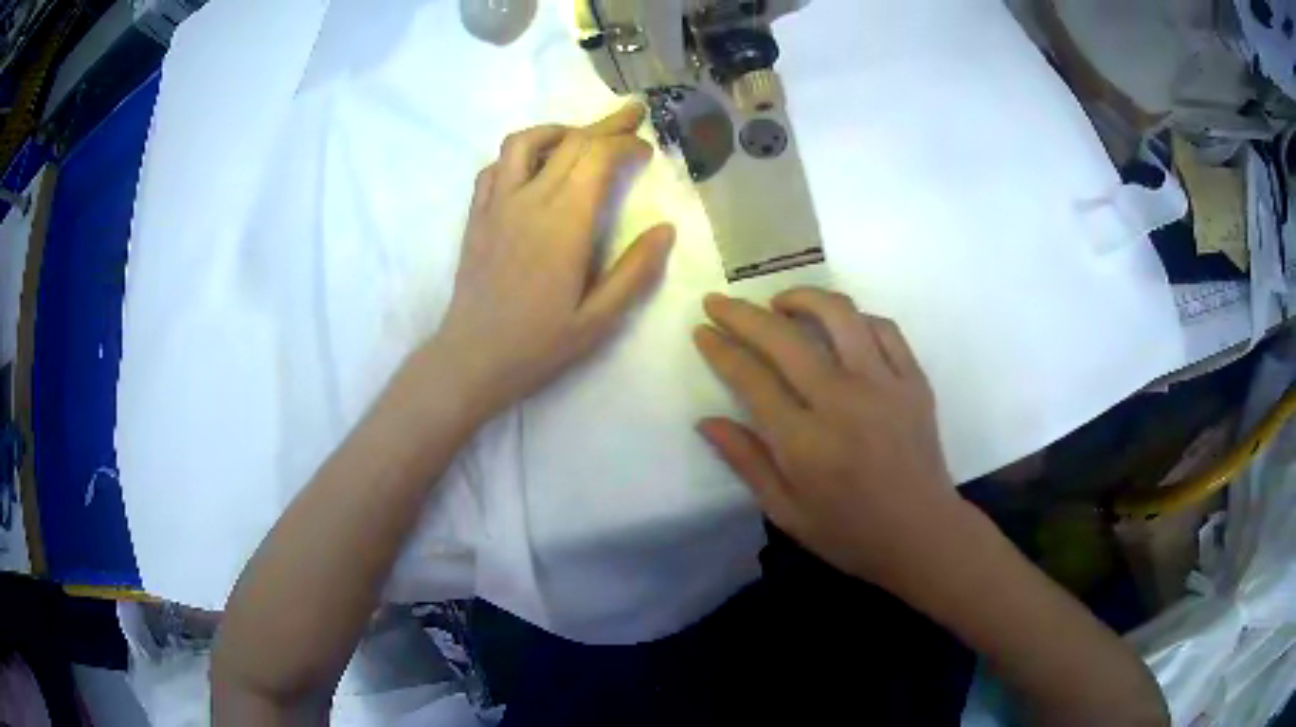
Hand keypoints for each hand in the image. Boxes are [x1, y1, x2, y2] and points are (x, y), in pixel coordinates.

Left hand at [427, 105, 675, 419]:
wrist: (472, 358)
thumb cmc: (538, 344)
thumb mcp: (600, 319)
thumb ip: (636, 272)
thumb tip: (665, 229)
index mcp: (565, 222)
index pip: (598, 158)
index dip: (626, 145)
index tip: (646, 149)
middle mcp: (530, 200)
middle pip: (570, 142)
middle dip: (606, 125)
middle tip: (631, 116)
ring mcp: (497, 204)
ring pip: (525, 142)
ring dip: (558, 130)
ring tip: (580, 137)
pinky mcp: (477, 215)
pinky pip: (494, 167)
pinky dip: (519, 154)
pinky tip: (533, 168)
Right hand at [694, 288, 967, 586]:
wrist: (921, 534)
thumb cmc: (849, 532)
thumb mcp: (786, 512)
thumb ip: (746, 463)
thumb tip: (705, 421)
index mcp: (804, 443)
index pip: (751, 378)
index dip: (721, 348)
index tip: (702, 330)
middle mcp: (843, 402)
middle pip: (784, 338)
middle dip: (743, 313)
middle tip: (720, 302)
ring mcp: (884, 385)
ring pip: (839, 315)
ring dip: (802, 298)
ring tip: (780, 303)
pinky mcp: (914, 380)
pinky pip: (884, 327)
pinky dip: (855, 316)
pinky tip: (839, 324)